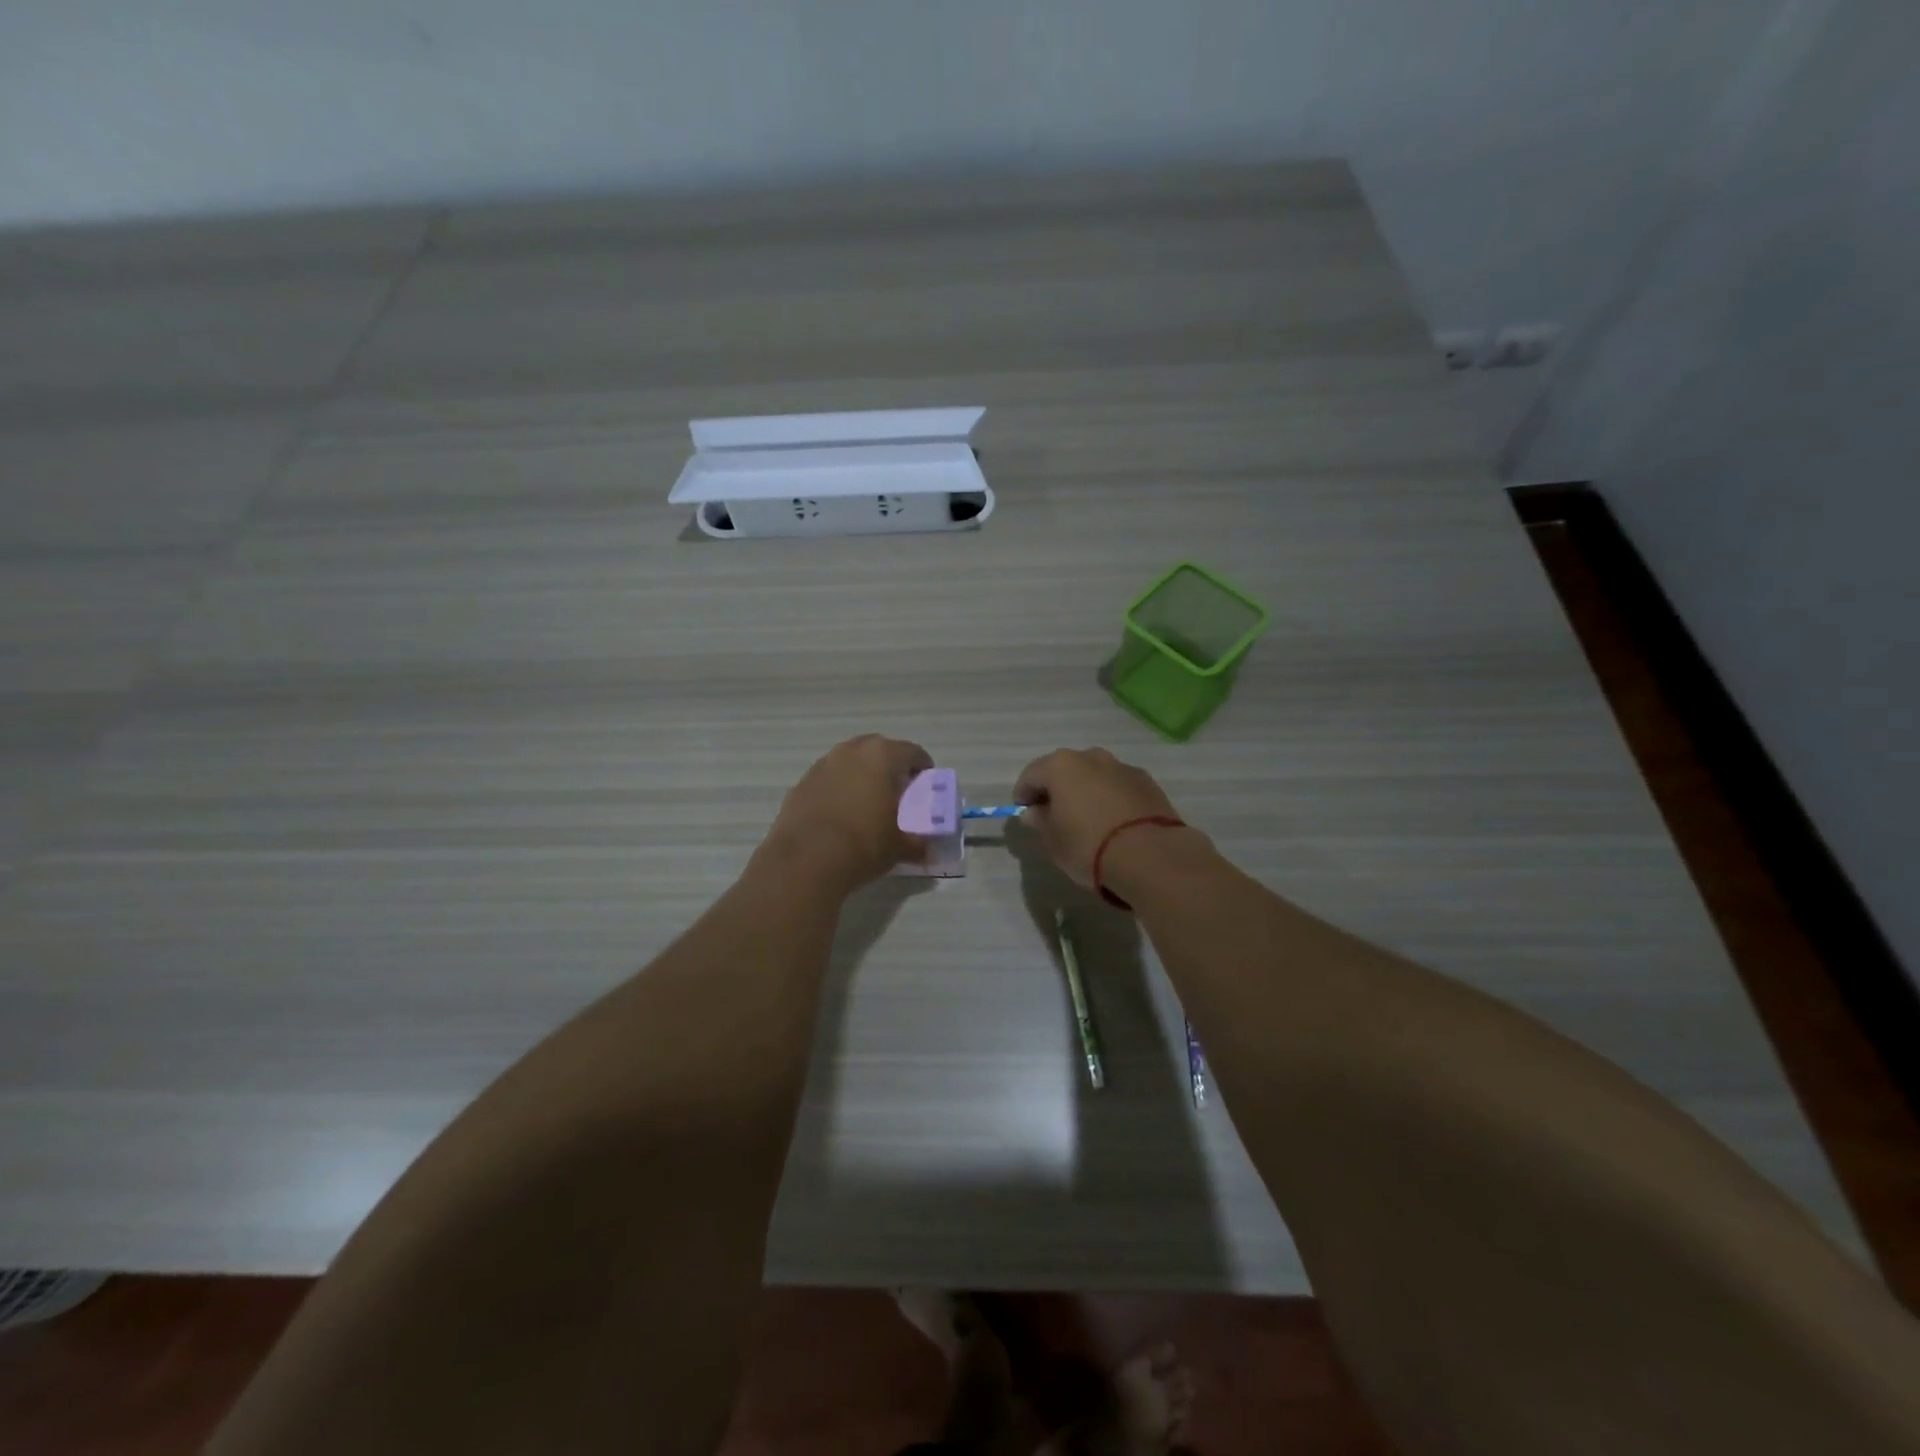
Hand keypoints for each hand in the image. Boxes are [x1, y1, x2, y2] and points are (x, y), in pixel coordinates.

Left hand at [759, 735, 933, 895]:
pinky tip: (840, 815)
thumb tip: (926, 849)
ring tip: (867, 804)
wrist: (805, 862)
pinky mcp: (801, 783)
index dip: (923, 769)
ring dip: (861, 776)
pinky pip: (828, 779)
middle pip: (879, 750)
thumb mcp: (900, 846)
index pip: (913, 752)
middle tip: (897, 793)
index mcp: (882, 756)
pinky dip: (838, 790)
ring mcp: (822, 764)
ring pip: (850, 762)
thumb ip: (918, 843)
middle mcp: (851, 751)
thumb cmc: (863, 844)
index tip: (925, 788)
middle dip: (890, 767)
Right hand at [1014, 747, 1186, 887]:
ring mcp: (1122, 767)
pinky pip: (1118, 786)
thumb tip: (1035, 812)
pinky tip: (1113, 822)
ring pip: (1094, 775)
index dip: (1023, 795)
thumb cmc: (1088, 845)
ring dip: (1086, 791)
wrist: (1149, 854)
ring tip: (1087, 819)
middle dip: (1056, 789)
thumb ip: (1040, 821)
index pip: (1031, 775)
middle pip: (1064, 770)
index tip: (1024, 814)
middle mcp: (1091, 757)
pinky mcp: (1147, 781)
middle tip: (1054, 815)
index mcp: (1061, 766)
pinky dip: (1110, 797)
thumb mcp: (1053, 840)